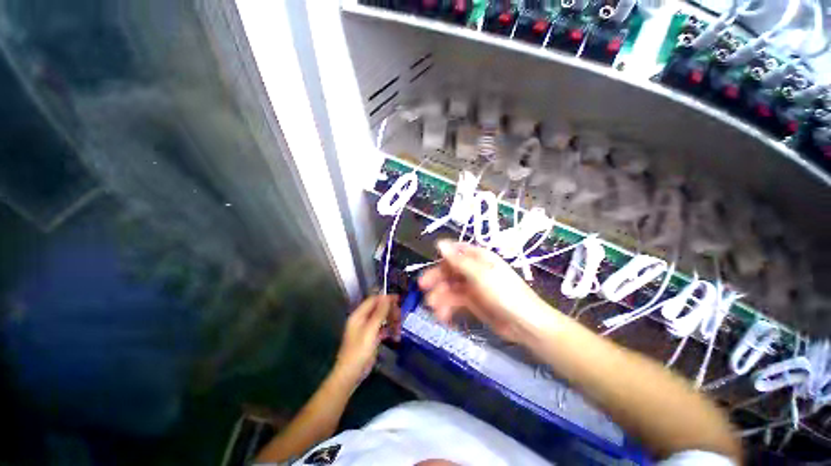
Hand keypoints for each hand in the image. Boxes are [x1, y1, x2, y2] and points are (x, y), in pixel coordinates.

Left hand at [333, 295, 399, 387]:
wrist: (351, 374)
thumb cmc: (358, 351)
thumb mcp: (370, 330)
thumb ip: (379, 313)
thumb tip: (386, 297)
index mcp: (359, 315)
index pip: (373, 300)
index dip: (385, 298)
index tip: (399, 299)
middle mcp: (363, 319)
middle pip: (379, 309)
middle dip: (390, 312)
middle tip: (400, 317)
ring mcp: (367, 328)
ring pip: (383, 319)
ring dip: (392, 322)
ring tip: (398, 329)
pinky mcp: (372, 337)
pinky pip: (383, 329)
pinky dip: (389, 330)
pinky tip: (395, 336)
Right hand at [418, 240, 557, 341]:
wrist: (525, 325)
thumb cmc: (504, 294)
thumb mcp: (479, 275)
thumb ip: (458, 260)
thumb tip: (439, 243)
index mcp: (478, 258)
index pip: (455, 252)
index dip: (440, 258)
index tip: (427, 267)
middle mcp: (473, 270)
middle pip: (449, 270)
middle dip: (436, 279)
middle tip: (422, 289)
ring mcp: (472, 287)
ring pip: (450, 287)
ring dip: (439, 296)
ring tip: (433, 308)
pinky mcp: (472, 303)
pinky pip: (455, 301)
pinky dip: (447, 307)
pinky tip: (443, 316)